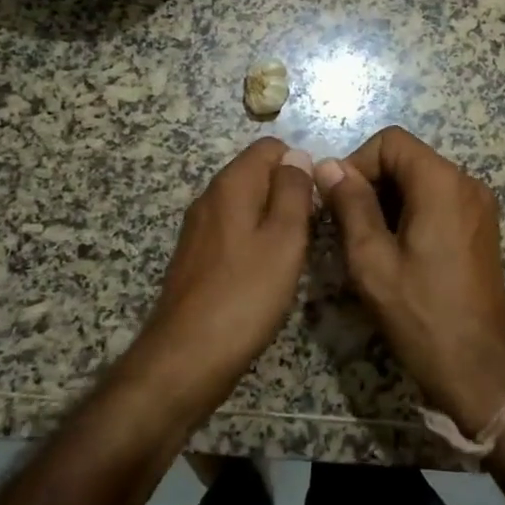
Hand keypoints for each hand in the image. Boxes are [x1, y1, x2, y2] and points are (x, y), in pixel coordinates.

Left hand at [134, 138, 316, 409]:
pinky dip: (255, 241)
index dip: (300, 165)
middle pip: (257, 174)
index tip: (318, 201)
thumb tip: (298, 155)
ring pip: (246, 205)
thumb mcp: (284, 238)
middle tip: (310, 232)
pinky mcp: (196, 256)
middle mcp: (210, 197)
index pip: (270, 147)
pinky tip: (266, 273)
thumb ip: (293, 191)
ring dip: (273, 220)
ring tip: (293, 254)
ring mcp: (199, 228)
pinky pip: (234, 231)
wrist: (186, 356)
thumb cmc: (245, 294)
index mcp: (231, 184)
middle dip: (288, 193)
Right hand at [315, 126, 504, 434]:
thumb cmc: (420, 314)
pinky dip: (411, 212)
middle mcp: (467, 183)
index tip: (338, 202)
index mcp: (442, 182)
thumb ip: (350, 205)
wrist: (479, 368)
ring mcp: (479, 206)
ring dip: (388, 199)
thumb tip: (328, 165)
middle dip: (371, 182)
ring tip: (368, 242)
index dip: (357, 163)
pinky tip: (396, 250)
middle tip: (347, 225)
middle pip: (407, 158)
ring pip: (421, 179)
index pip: (390, 141)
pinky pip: (439, 200)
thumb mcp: (372, 260)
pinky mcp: (481, 227)